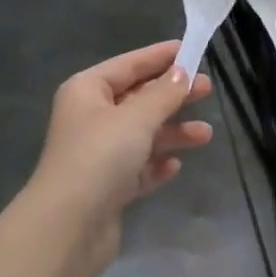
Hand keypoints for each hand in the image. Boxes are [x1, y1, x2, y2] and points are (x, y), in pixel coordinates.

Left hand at [21, 41, 212, 276]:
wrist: (68, 227)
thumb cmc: (100, 157)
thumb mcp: (136, 118)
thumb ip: (163, 94)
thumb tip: (182, 72)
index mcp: (87, 91)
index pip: (129, 64)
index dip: (160, 56)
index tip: (192, 49)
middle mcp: (90, 118)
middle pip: (137, 98)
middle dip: (172, 96)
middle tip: (207, 90)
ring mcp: (97, 154)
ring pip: (142, 134)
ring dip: (172, 133)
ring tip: (205, 135)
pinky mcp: (107, 187)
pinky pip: (138, 167)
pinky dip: (156, 164)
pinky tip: (175, 166)